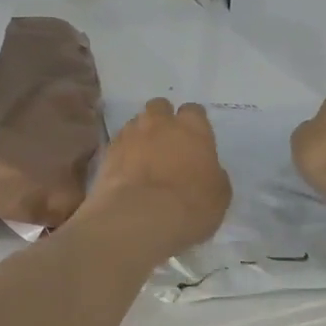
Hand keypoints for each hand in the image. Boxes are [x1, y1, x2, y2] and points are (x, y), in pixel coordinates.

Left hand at [80, 100, 231, 262]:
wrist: (139, 217)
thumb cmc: (190, 205)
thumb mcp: (218, 194)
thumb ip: (212, 172)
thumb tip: (205, 169)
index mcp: (192, 128)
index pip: (193, 111)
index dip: (193, 124)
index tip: (194, 139)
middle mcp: (159, 122)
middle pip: (159, 108)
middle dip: (162, 120)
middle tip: (166, 143)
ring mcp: (130, 134)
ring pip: (136, 123)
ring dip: (140, 136)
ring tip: (143, 159)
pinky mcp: (107, 151)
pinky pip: (118, 144)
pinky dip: (123, 153)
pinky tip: (126, 172)